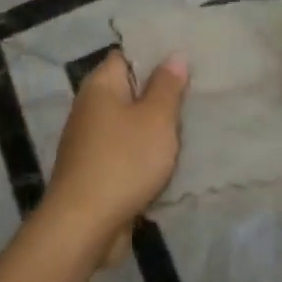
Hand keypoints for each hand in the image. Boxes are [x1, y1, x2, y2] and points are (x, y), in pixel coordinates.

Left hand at [46, 50, 187, 261]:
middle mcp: (90, 108)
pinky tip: (172, 158)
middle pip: (130, 90)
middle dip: (161, 93)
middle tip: (197, 91)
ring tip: (191, 123)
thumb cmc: (123, 161)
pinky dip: (146, 153)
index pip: (127, 55)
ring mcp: (90, 141)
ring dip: (155, 127)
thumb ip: (167, 86)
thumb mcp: (155, 119)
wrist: (84, 226)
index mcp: (100, 86)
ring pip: (130, 124)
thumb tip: (174, 54)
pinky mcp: (95, 171)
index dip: (155, 54)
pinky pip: (126, 151)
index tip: (185, 58)